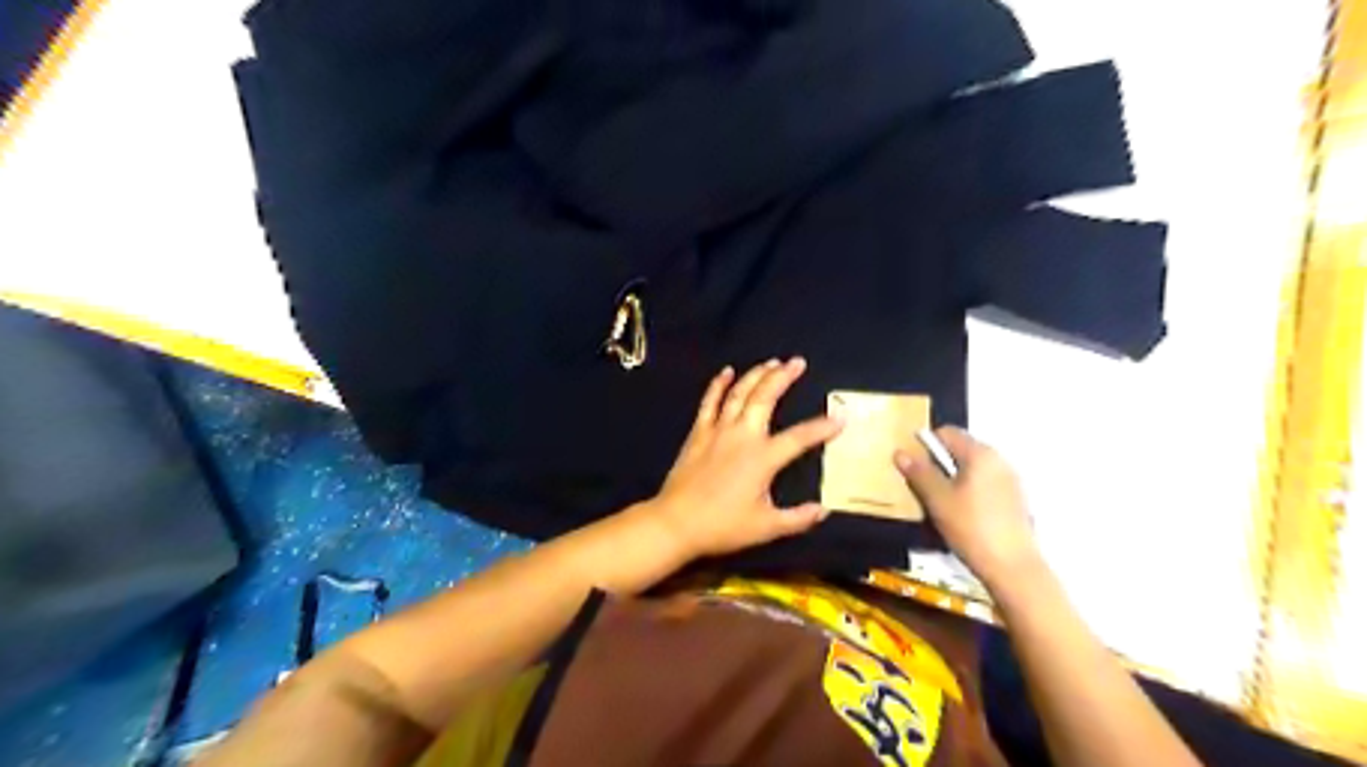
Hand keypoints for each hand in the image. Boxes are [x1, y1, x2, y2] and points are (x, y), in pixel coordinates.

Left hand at [639, 356, 845, 559]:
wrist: (676, 523)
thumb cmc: (723, 526)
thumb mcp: (766, 528)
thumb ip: (797, 518)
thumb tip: (823, 510)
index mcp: (763, 458)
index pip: (800, 438)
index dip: (822, 427)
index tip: (840, 418)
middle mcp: (743, 436)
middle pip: (765, 398)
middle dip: (783, 377)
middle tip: (798, 362)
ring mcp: (718, 430)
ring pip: (739, 394)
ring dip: (756, 375)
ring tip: (771, 362)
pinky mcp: (698, 433)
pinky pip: (709, 402)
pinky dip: (718, 385)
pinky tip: (727, 372)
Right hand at [900, 432, 1037, 585]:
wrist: (1013, 567)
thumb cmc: (971, 527)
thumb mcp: (938, 500)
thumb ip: (919, 473)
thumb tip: (900, 452)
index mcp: (980, 454)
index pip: (947, 433)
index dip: (925, 445)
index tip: (913, 467)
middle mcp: (998, 460)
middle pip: (960, 450)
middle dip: (938, 464)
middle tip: (923, 488)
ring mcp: (1010, 480)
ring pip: (972, 469)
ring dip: (953, 480)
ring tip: (940, 505)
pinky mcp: (1015, 499)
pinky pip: (984, 484)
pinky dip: (969, 492)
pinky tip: (962, 516)